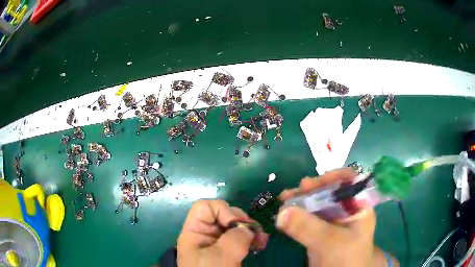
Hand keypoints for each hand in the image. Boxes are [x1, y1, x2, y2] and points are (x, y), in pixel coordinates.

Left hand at [177, 200, 254, 266]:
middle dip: (241, 221)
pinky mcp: (228, 252)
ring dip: (251, 230)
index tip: (235, 224)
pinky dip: (252, 239)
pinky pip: (241, 239)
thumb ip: (235, 237)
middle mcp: (206, 235)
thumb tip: (247, 229)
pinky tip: (260, 244)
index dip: (222, 210)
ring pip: (235, 227)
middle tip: (255, 232)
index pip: (205, 207)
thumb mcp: (220, 256)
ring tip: (262, 240)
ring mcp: (218, 244)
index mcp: (195, 232)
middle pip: (223, 215)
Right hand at [277, 168, 397, 266]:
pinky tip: (285, 213)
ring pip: (317, 203)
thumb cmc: (346, 258)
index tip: (311, 183)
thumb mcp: (330, 242)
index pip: (350, 181)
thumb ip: (308, 227)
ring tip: (284, 199)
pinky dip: (297, 214)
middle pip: (330, 191)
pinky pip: (309, 217)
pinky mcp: (321, 231)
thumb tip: (282, 212)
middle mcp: (347, 210)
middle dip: (311, 189)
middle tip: (292, 192)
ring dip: (301, 200)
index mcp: (359, 207)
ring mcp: (333, 221)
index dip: (333, 177)